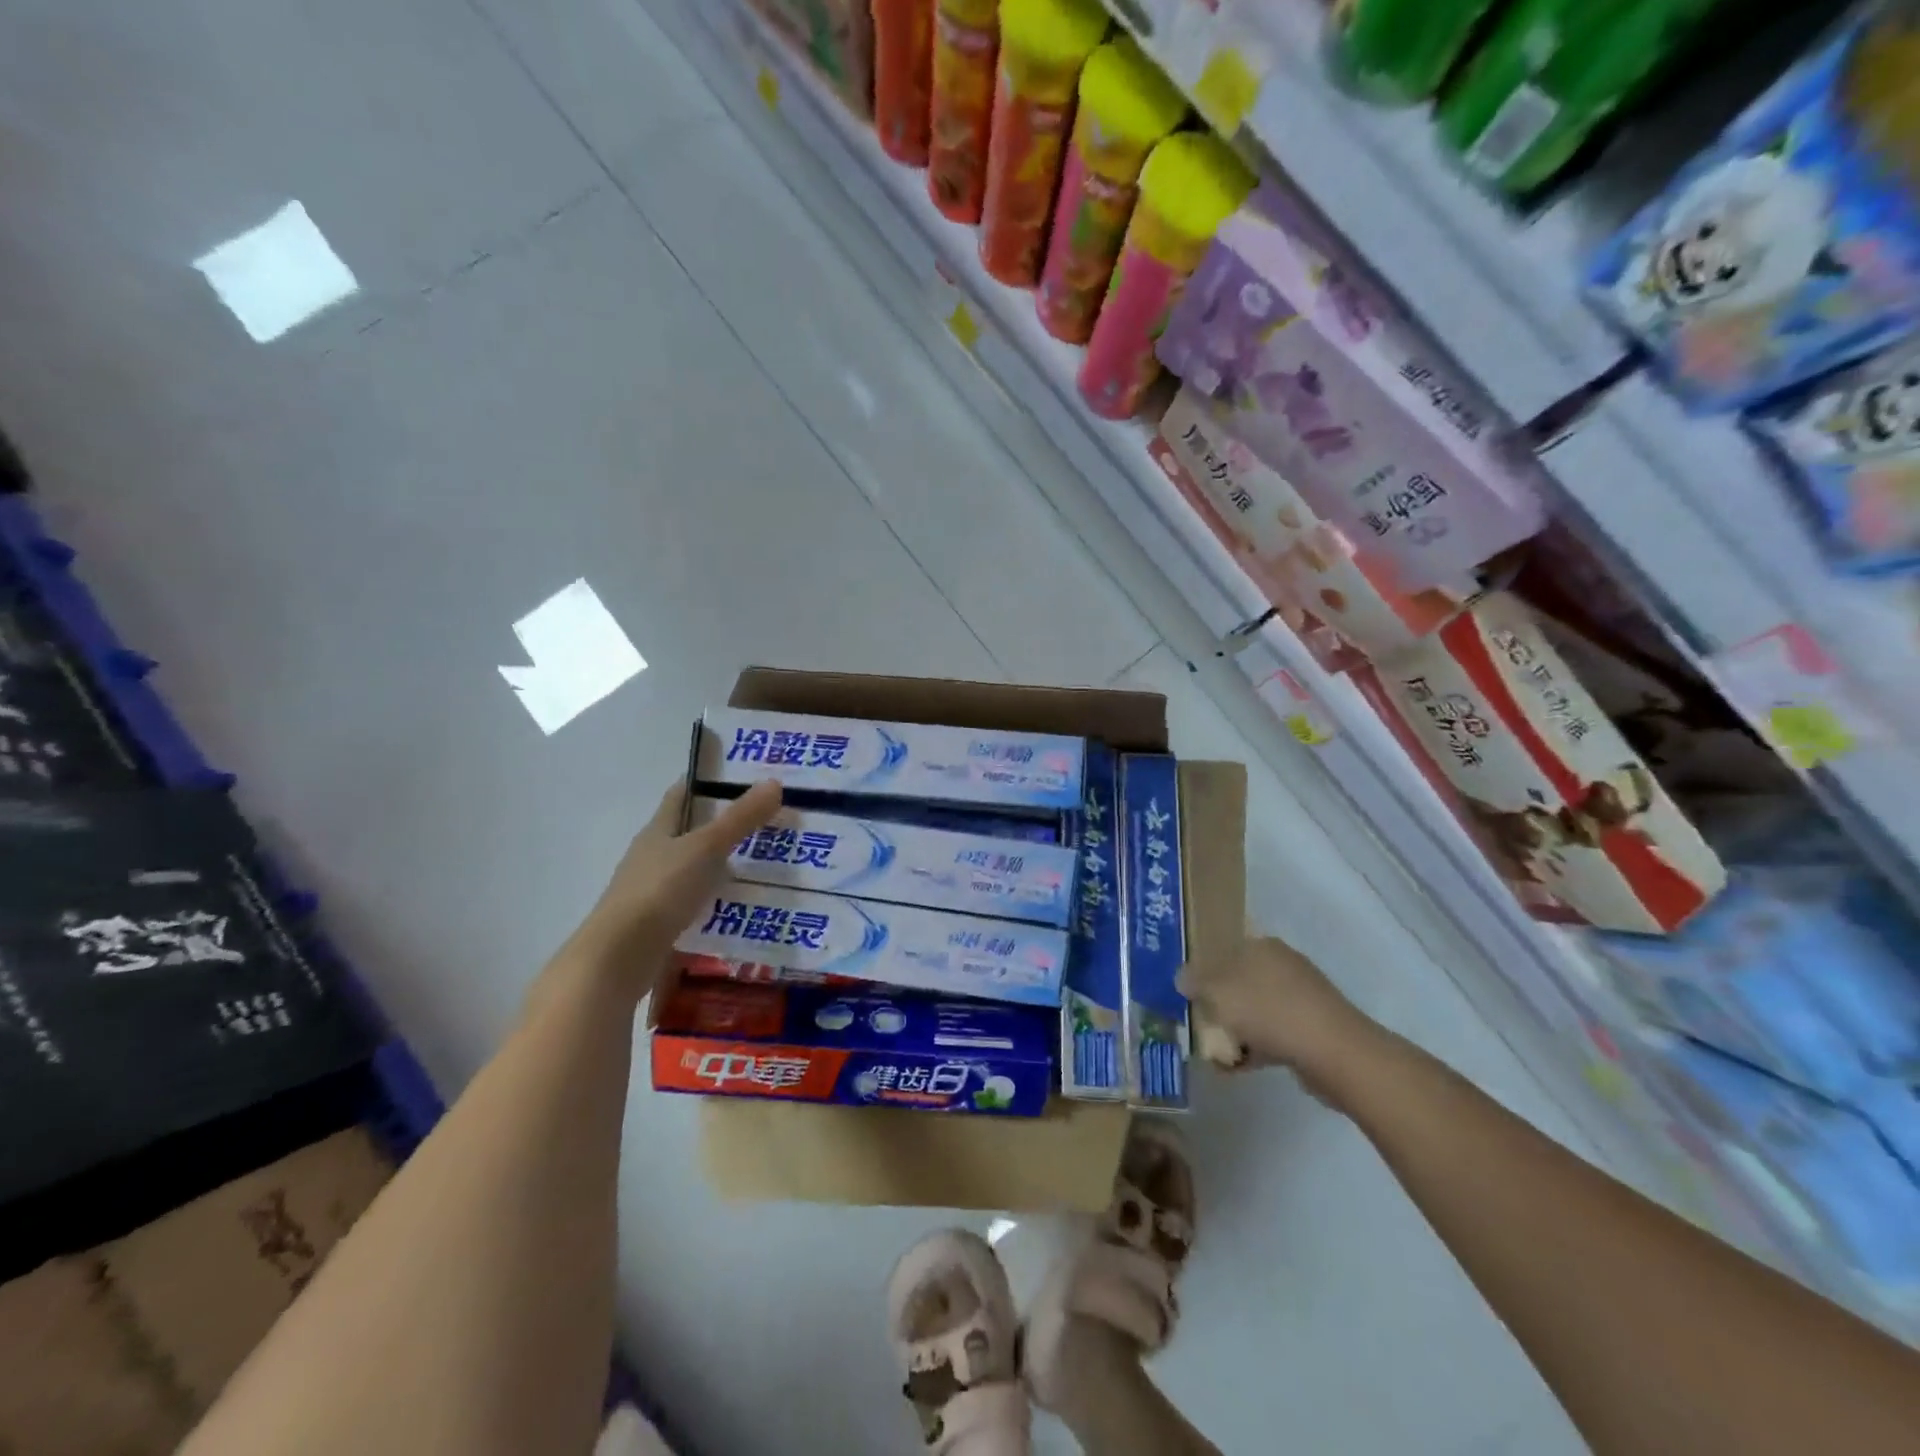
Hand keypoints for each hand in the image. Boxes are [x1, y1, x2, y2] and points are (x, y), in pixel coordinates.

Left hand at [565, 778, 782, 992]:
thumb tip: (775, 782)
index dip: (706, 782)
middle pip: (688, 832)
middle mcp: (652, 856)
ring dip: (720, 865)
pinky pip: (694, 903)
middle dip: (722, 826)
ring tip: (762, 864)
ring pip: (693, 869)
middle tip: (766, 821)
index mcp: (658, 830)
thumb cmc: (659, 891)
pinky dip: (715, 900)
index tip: (740, 775)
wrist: (618, 958)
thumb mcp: (706, 848)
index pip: (681, 795)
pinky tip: (740, 906)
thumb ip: (740, 819)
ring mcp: (653, 892)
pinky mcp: (659, 924)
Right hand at [1176, 937, 1381, 1091]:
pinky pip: (1273, 1034)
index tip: (1185, 994)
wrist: (1333, 1052)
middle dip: (1217, 1003)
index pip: (1223, 949)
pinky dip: (1254, 1048)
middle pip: (1238, 981)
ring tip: (1214, 1054)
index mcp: (1261, 946)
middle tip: (1197, 1023)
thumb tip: (1183, 978)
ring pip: (1255, 1010)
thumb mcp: (1217, 990)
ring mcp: (1300, 997)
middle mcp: (1282, 965)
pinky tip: (1236, 1068)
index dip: (1202, 970)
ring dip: (1234, 1030)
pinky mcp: (1311, 1029)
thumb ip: (1195, 980)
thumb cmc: (1268, 1010)